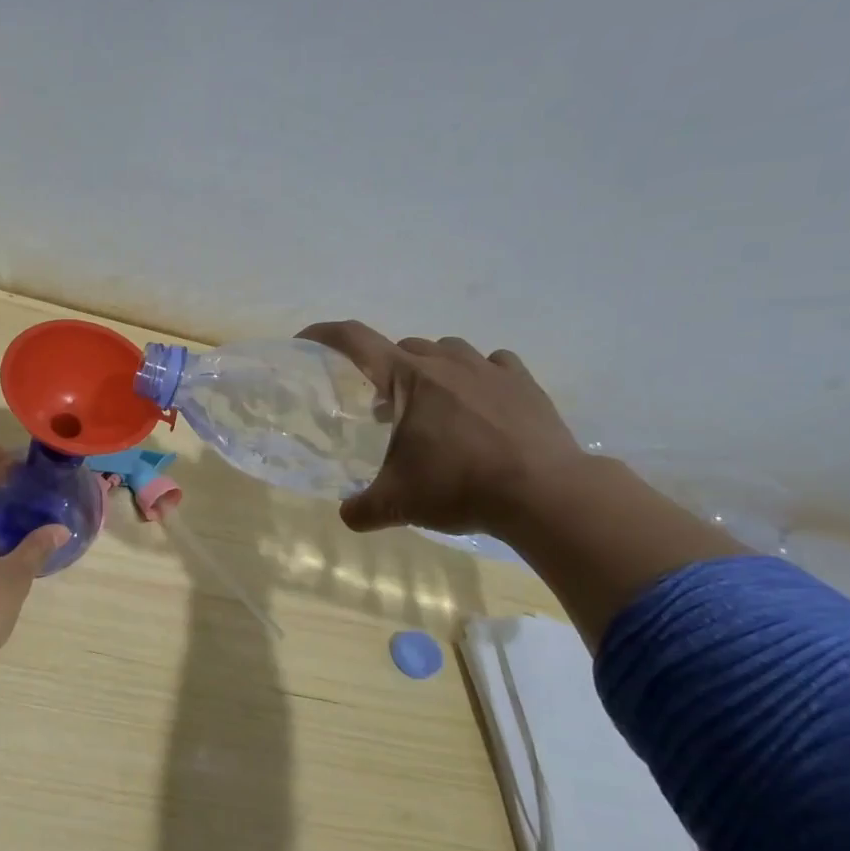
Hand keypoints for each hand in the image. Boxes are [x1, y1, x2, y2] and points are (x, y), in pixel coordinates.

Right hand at [297, 322, 589, 535]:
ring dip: (430, 370)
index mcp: (407, 378)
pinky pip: (492, 364)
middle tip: (382, 409)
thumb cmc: (459, 486)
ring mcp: (489, 368)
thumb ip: (361, 508)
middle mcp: (446, 362)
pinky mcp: (524, 382)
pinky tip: (479, 403)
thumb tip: (346, 515)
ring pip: (447, 350)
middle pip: (402, 348)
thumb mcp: (397, 504)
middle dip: (385, 371)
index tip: (304, 341)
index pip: (355, 340)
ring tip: (431, 406)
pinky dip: (477, 376)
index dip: (324, 335)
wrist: (544, 493)